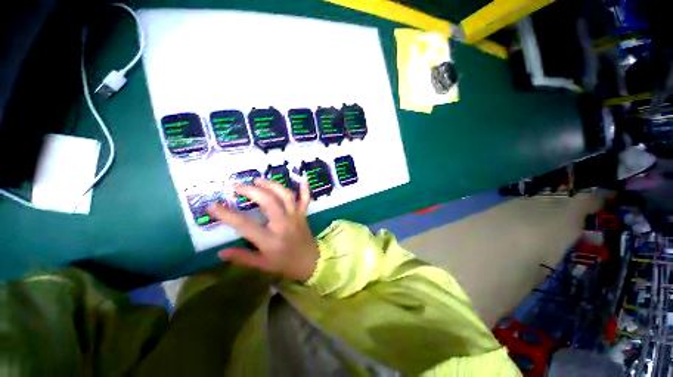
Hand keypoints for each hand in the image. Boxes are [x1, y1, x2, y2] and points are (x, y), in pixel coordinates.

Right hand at [209, 179, 318, 281]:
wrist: (310, 262)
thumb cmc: (285, 264)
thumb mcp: (262, 265)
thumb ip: (242, 257)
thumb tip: (220, 252)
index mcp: (270, 239)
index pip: (245, 224)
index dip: (227, 215)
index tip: (213, 205)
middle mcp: (283, 223)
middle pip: (269, 201)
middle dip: (252, 191)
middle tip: (237, 186)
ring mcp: (295, 216)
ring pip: (285, 196)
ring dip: (272, 185)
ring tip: (258, 180)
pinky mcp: (303, 214)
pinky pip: (305, 199)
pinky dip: (304, 189)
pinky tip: (302, 178)